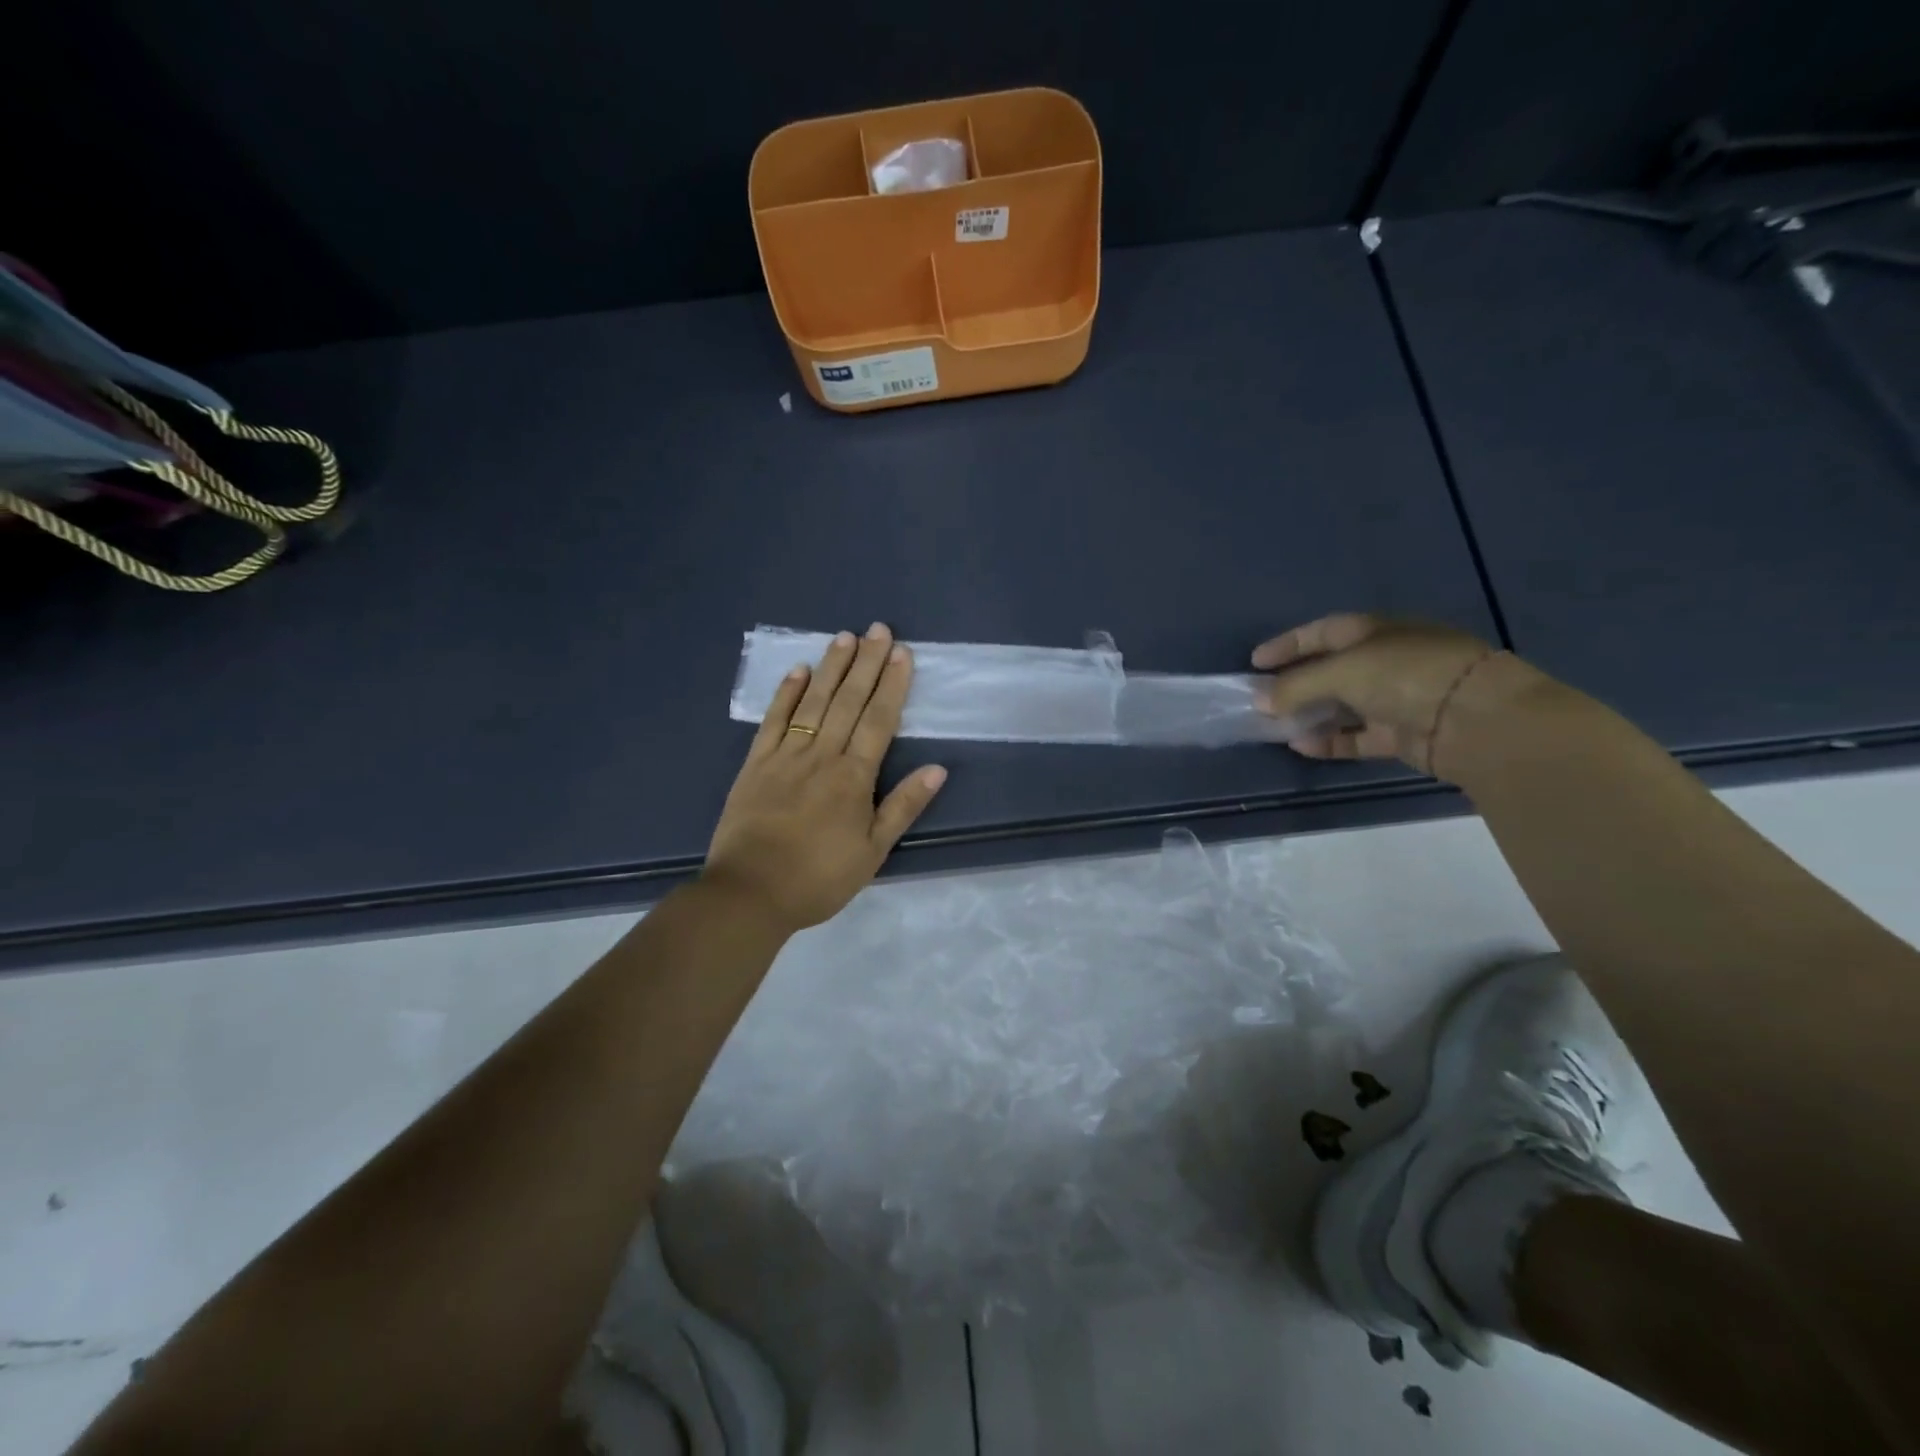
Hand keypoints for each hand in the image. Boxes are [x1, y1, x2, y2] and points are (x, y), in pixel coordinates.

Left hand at [704, 623, 946, 934]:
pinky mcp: (755, 764)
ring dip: (831, 668)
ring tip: (845, 637)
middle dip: (866, 663)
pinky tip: (799, 670)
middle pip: (848, 701)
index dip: (892, 685)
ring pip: (813, 702)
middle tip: (878, 628)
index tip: (901, 653)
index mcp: (853, 777)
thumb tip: (937, 769)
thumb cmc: (818, 878)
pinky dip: (786, 693)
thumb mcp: (872, 852)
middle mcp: (822, 755)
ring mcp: (785, 756)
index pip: (879, 720)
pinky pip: (773, 720)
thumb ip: (903, 807)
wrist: (750, 893)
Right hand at [1253, 613, 1536, 777]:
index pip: (1321, 632)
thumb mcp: (1343, 671)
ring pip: (1342, 706)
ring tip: (1275, 725)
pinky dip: (1329, 741)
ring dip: (1309, 715)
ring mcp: (1395, 699)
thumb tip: (1260, 701)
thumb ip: (1296, 686)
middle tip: (1261, 699)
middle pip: (1330, 670)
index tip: (1255, 662)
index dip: (1288, 645)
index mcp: (1374, 631)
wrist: (1477, 720)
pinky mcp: (1401, 734)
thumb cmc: (1406, 676)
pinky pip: (1356, 737)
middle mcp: (1385, 661)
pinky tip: (1301, 745)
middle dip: (1295, 684)